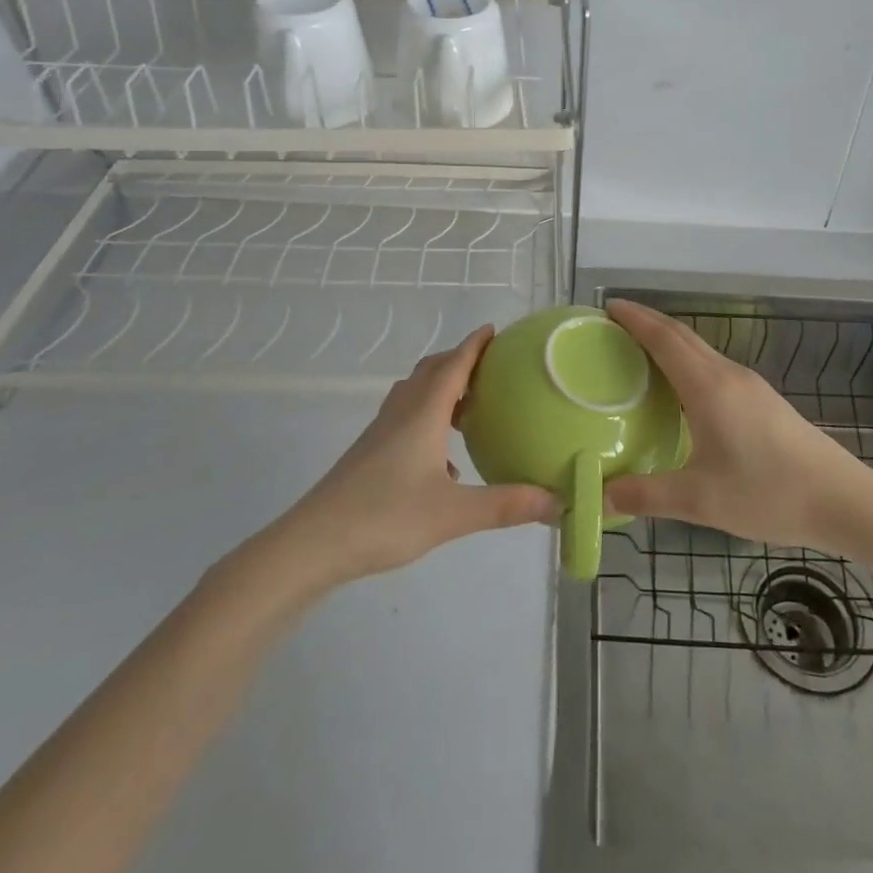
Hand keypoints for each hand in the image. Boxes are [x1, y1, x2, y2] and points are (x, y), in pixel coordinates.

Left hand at [273, 327, 558, 585]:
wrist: (314, 543)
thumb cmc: (385, 516)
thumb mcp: (453, 513)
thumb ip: (506, 505)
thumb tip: (558, 501)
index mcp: (423, 414)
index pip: (454, 365)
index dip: (474, 345)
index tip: (494, 329)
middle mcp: (402, 413)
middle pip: (431, 372)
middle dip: (459, 360)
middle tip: (490, 365)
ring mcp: (381, 432)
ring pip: (415, 394)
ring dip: (442, 388)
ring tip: (469, 404)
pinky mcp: (370, 454)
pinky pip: (405, 419)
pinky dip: (428, 420)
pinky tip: (444, 460)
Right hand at [602, 299, 872, 551]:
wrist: (842, 499)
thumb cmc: (768, 493)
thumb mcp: (701, 500)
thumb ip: (648, 495)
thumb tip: (604, 495)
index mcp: (708, 387)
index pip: (664, 339)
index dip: (635, 319)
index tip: (608, 306)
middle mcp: (728, 375)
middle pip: (682, 336)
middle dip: (647, 323)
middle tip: (614, 325)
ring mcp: (750, 385)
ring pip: (700, 349)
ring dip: (669, 340)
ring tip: (640, 352)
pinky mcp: (763, 400)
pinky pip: (714, 366)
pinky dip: (687, 361)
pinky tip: (682, 388)